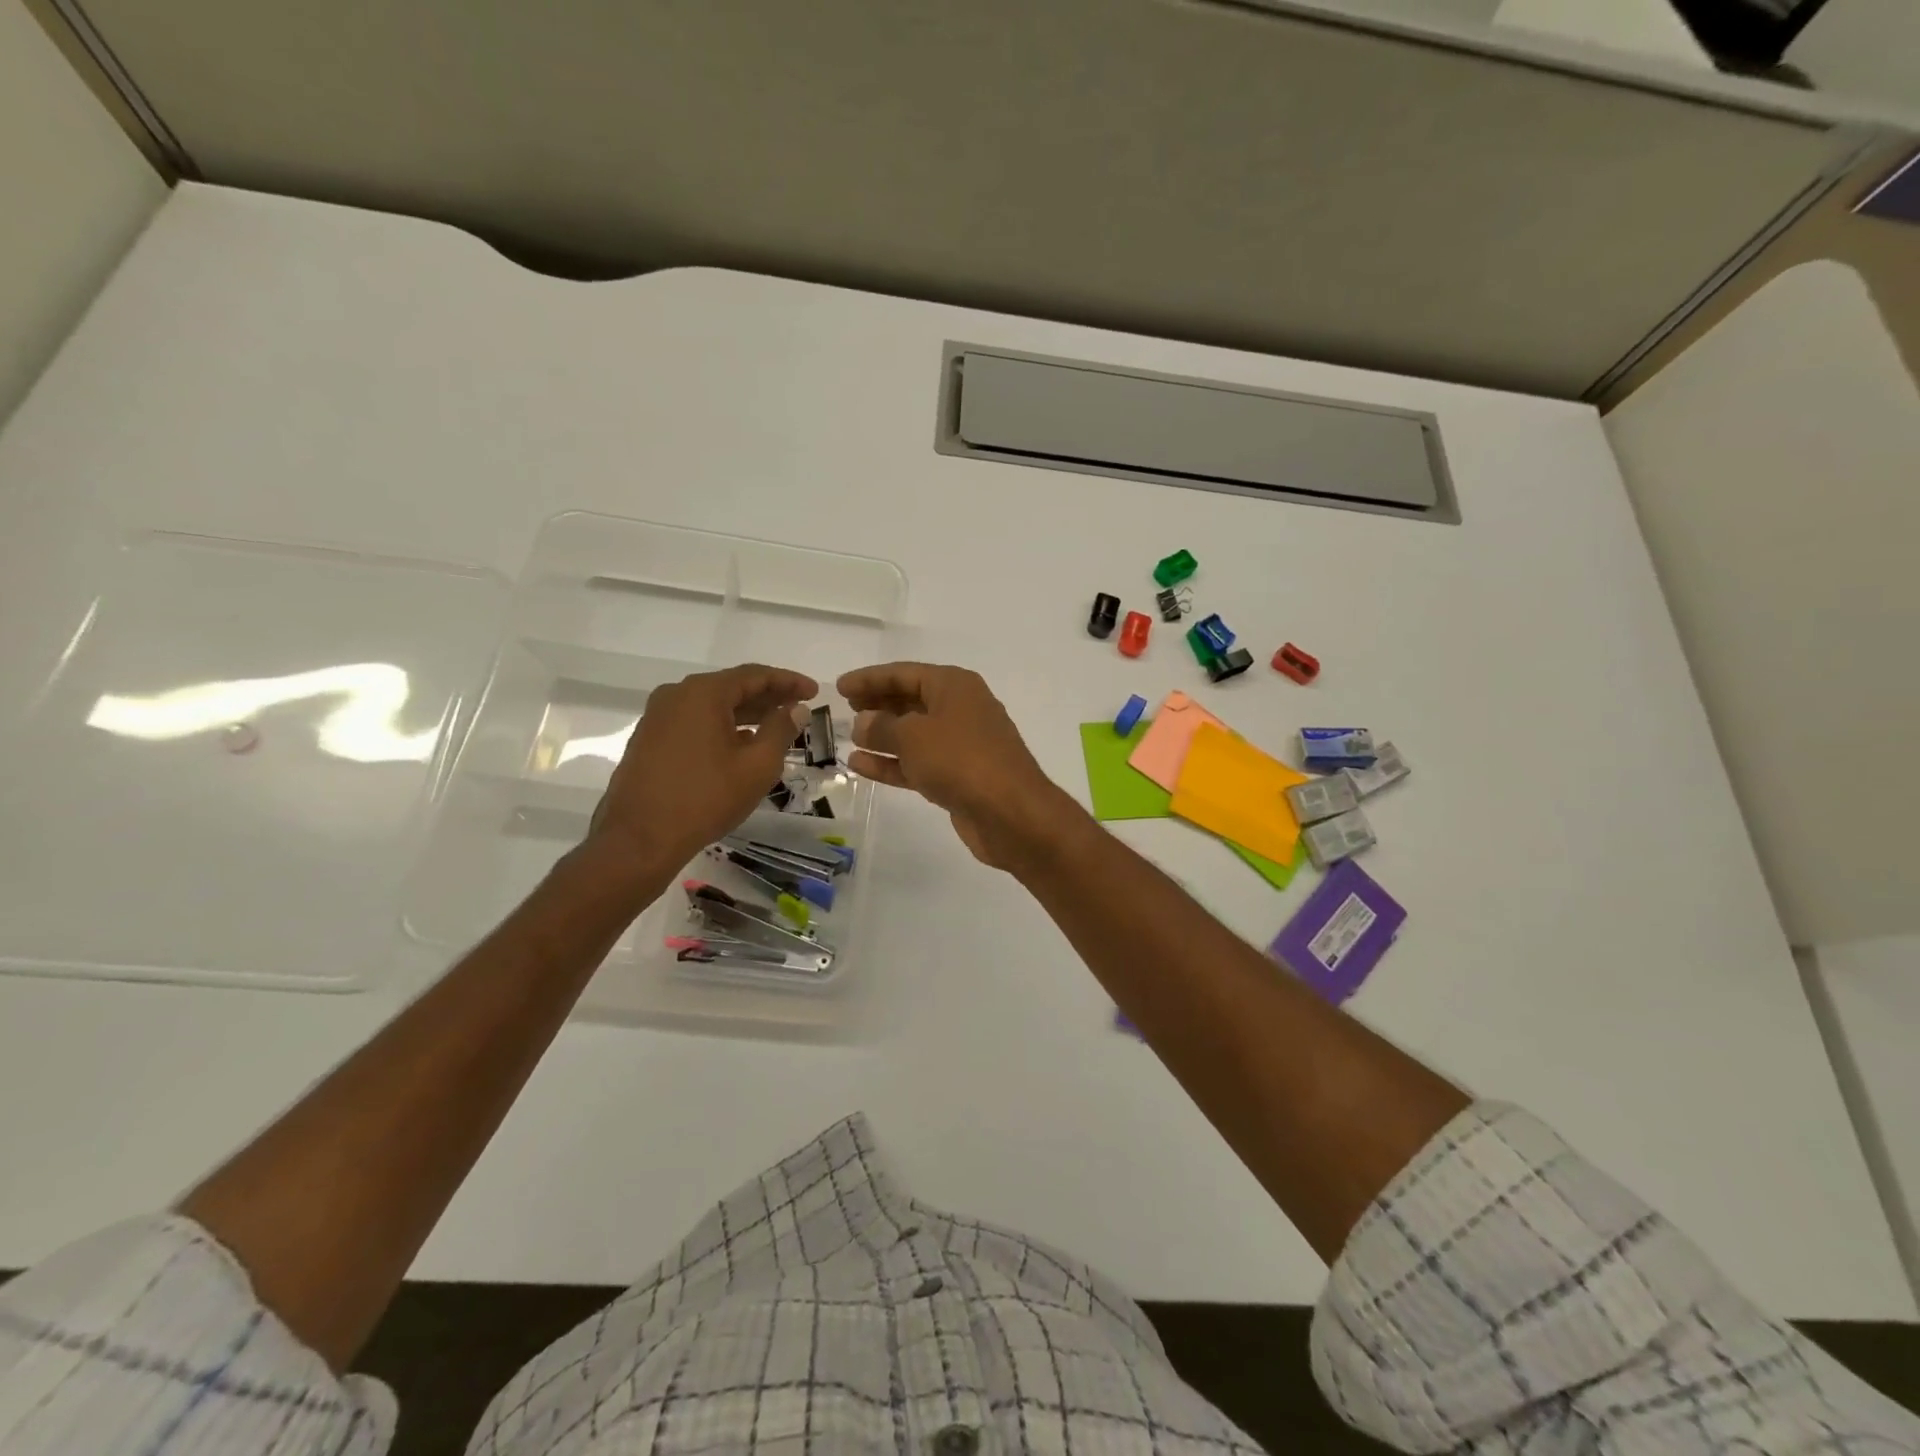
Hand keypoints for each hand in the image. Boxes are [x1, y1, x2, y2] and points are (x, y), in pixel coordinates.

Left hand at [590, 663, 817, 876]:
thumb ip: (781, 730)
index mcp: (703, 693)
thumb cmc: (705, 798)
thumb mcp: (757, 766)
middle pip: (731, 687)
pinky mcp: (649, 740)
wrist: (639, 839)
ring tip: (774, 727)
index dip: (788, 681)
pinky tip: (739, 745)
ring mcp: (657, 718)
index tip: (813, 691)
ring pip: (711, 706)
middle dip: (767, 697)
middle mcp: (676, 696)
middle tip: (797, 708)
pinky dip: (722, 727)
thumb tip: (796, 709)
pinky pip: (694, 722)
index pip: (754, 675)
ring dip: (745, 713)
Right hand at [837, 662, 1083, 869]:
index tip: (840, 687)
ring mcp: (961, 745)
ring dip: (882, 736)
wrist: (1010, 813)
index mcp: (954, 686)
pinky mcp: (959, 777)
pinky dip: (892, 763)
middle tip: (844, 710)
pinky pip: (919, 763)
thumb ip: (881, 727)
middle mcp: (960, 709)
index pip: (904, 673)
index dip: (870, 679)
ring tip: (848, 738)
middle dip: (878, 705)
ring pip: (914, 734)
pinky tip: (861, 765)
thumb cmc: (961, 760)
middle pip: (911, 700)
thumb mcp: (913, 736)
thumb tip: (863, 722)